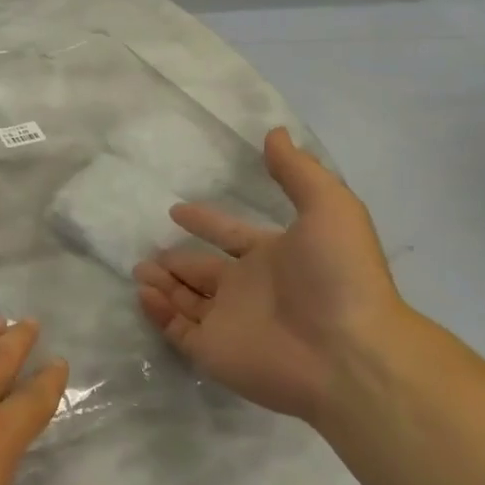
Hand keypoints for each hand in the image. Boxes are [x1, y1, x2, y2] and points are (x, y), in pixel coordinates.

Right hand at [133, 128, 409, 421]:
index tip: (177, 210)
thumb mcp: (329, 208)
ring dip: (162, 284)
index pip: (231, 236)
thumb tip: (275, 131)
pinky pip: (177, 329)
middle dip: (176, 260)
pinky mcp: (212, 351)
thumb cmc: (337, 276)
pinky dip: (158, 312)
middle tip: (147, 252)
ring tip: (138, 270)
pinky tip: (144, 293)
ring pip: (185, 299)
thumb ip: (297, 172)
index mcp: (274, 257)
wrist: (346, 353)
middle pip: (203, 271)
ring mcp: (229, 322)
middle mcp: (249, 289)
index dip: (207, 222)